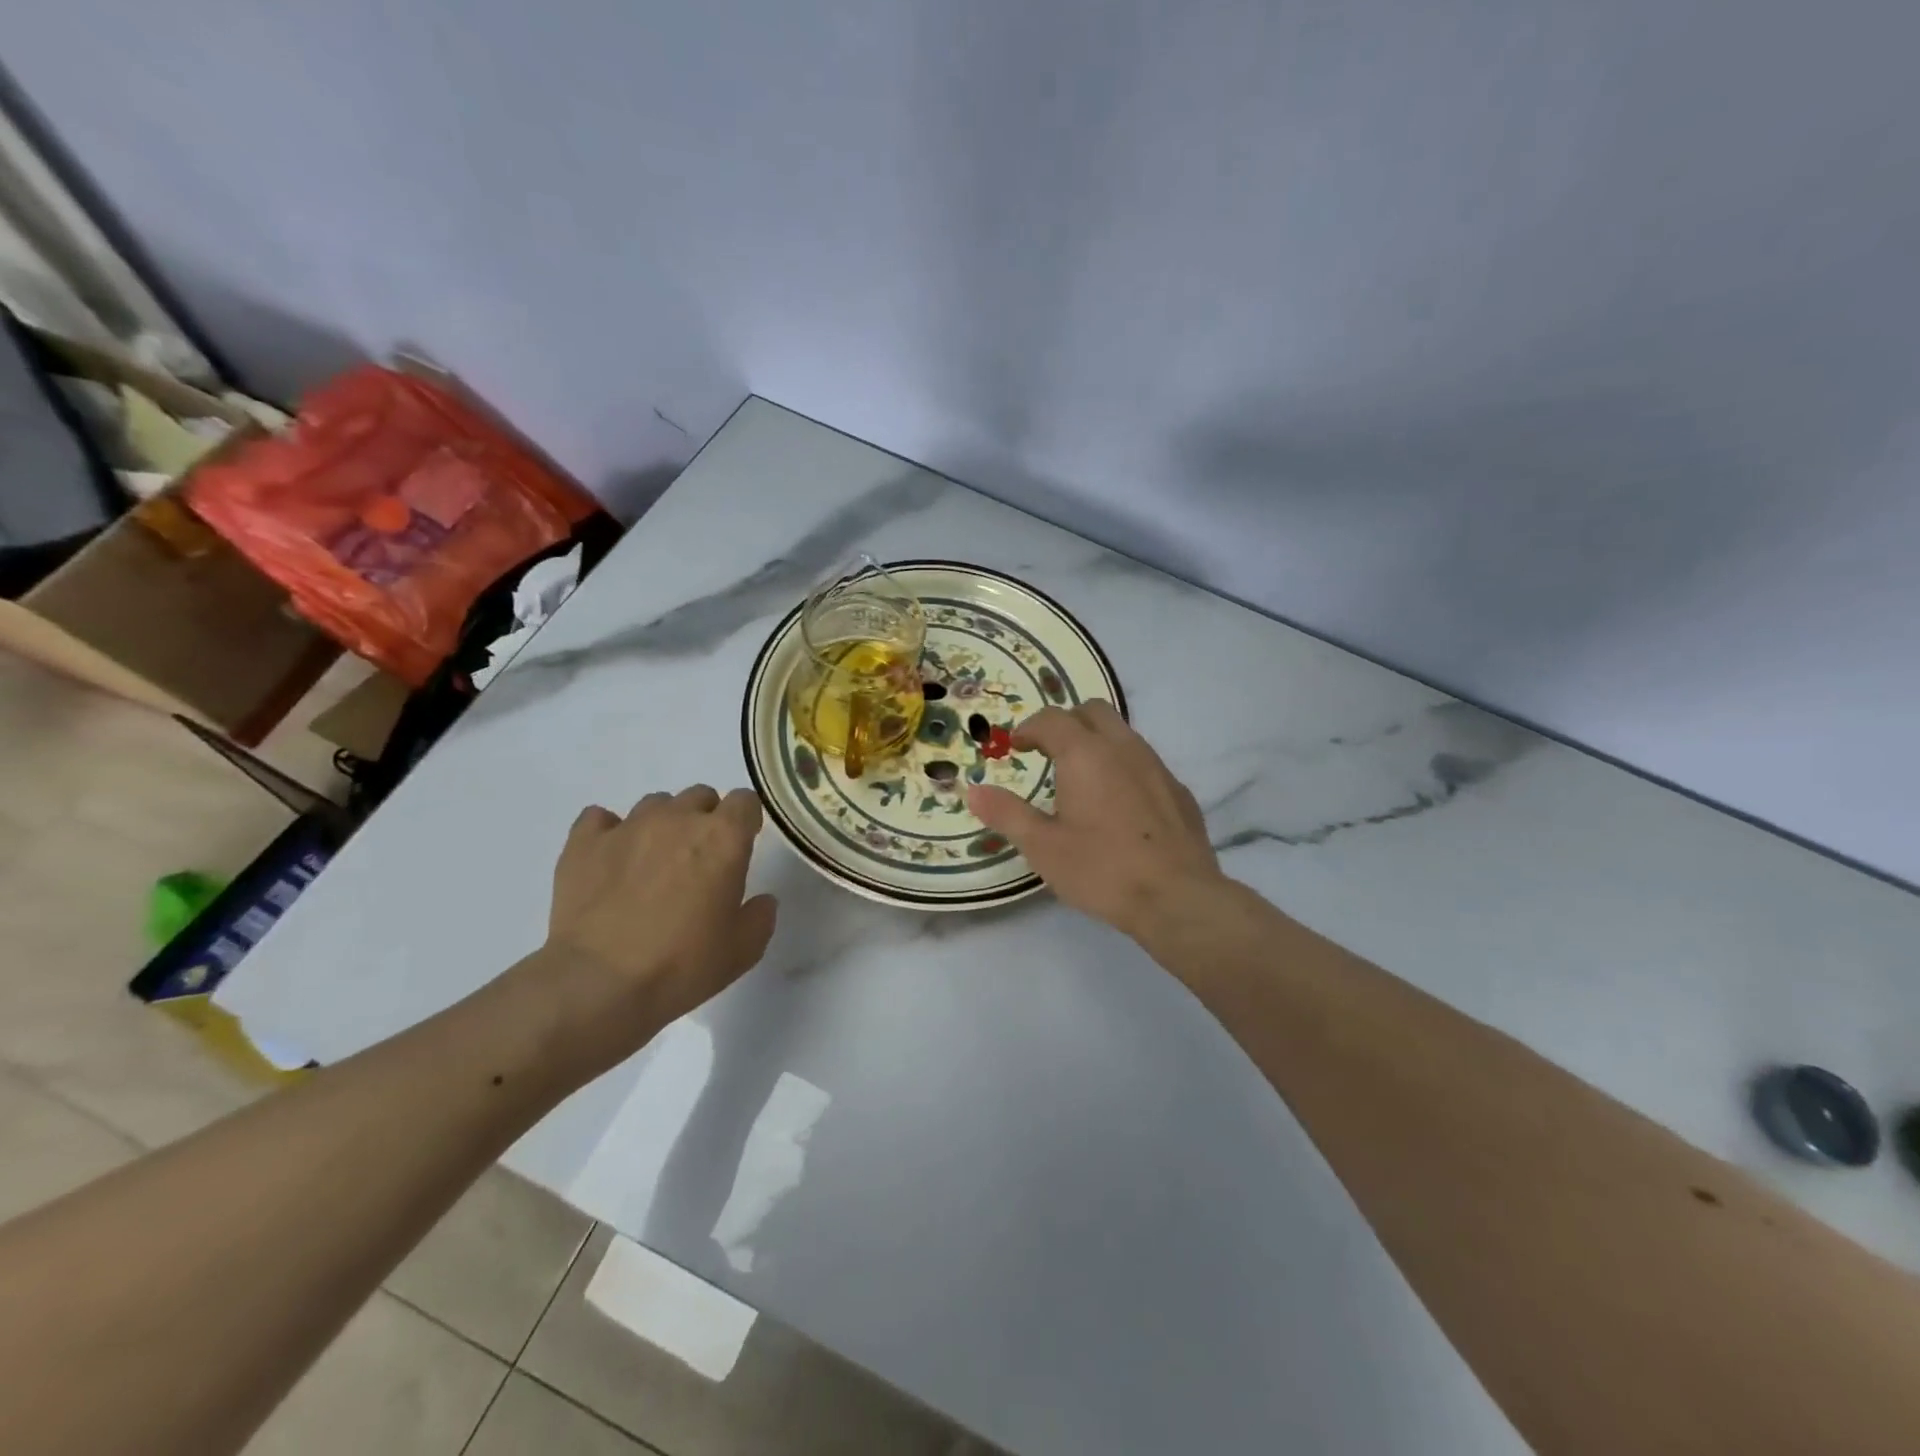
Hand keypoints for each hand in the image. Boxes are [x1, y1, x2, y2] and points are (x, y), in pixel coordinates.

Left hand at [544, 786, 777, 1044]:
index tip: (743, 843)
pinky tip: (610, 859)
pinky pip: (600, 819)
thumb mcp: (742, 951)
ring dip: (662, 824)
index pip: (745, 801)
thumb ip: (759, 917)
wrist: (599, 984)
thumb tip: (761, 900)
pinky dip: (609, 832)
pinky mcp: (584, 843)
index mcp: (723, 838)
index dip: (746, 820)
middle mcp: (678, 819)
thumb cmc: (682, 965)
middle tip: (699, 858)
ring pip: (654, 804)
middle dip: (705, 819)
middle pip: (700, 796)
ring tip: (653, 862)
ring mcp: (628, 826)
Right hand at [966, 702, 1225, 940]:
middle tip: (1048, 753)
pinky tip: (1119, 806)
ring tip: (1081, 779)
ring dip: (1097, 743)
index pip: (1052, 719)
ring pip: (1123, 734)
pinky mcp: (1179, 791)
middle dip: (1066, 723)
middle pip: (1093, 711)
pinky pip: (1145, 762)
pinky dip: (1124, 768)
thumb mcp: (1042, 846)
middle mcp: (1123, 748)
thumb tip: (972, 791)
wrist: (1178, 898)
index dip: (1029, 728)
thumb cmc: (1101, 869)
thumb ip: (1007, 813)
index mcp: (1085, 754)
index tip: (1017, 747)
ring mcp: (1157, 767)